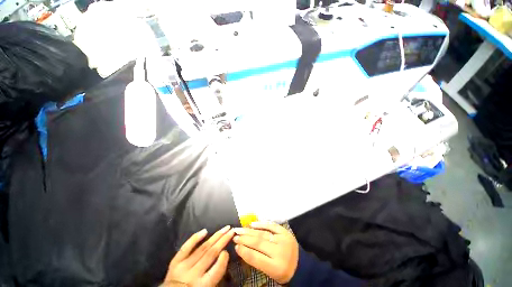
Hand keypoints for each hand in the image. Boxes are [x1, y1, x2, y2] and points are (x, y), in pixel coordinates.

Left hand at [161, 226, 234, 286]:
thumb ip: (215, 275)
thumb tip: (223, 257)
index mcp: (201, 286)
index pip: (216, 271)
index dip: (223, 260)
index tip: (227, 251)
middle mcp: (192, 275)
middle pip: (211, 254)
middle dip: (223, 240)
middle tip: (232, 231)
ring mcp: (183, 266)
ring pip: (202, 248)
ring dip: (215, 236)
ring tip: (225, 228)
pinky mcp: (175, 262)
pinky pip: (186, 248)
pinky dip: (195, 238)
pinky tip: (205, 231)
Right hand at [233, 222, 298, 283]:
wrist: (300, 265)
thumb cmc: (283, 271)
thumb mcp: (270, 272)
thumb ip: (257, 261)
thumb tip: (242, 248)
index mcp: (276, 267)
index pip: (256, 258)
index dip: (244, 252)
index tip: (235, 247)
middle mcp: (280, 252)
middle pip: (258, 243)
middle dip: (244, 239)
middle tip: (234, 236)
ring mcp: (283, 240)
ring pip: (263, 234)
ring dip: (250, 231)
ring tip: (240, 229)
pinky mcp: (285, 232)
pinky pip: (272, 226)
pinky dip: (262, 224)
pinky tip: (253, 224)